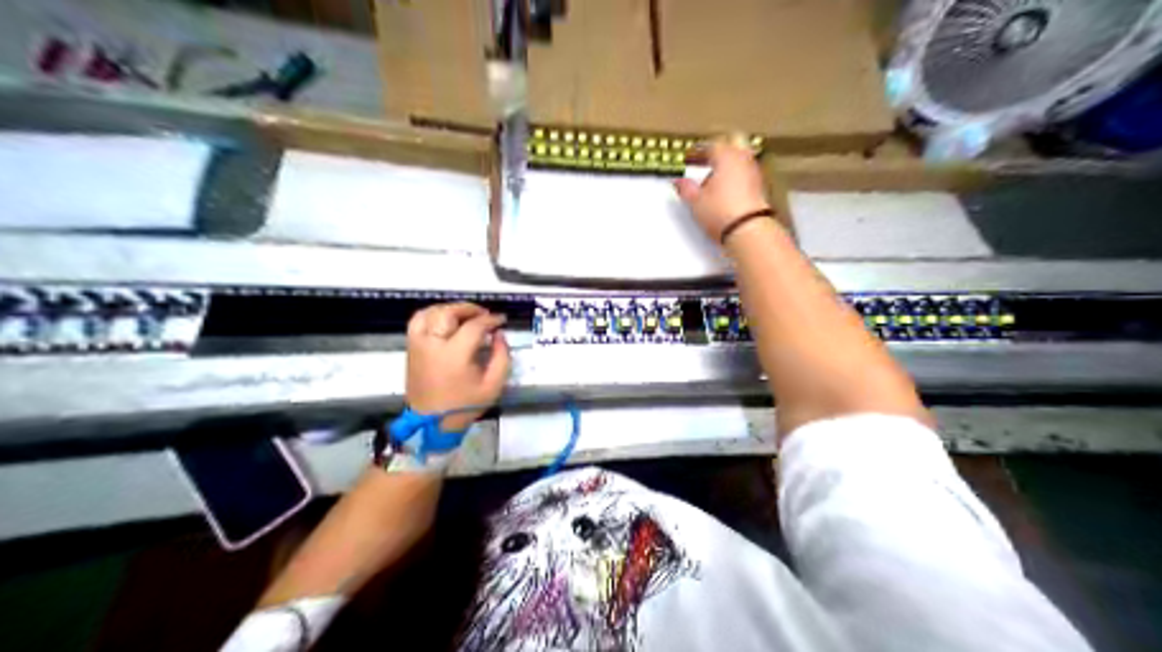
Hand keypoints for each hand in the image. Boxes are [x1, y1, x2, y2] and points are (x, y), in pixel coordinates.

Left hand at [406, 300, 509, 432]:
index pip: (474, 326)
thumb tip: (499, 335)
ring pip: (430, 313)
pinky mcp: (411, 349)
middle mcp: (433, 345)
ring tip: (465, 314)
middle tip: (484, 314)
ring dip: (450, 309)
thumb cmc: (464, 405)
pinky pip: (417, 321)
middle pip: (449, 313)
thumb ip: (502, 357)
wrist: (433, 423)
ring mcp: (418, 345)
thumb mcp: (493, 385)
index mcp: (454, 356)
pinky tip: (444, 318)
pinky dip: (430, 314)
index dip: (490, 320)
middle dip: (469, 309)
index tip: (501, 320)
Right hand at [672, 135, 769, 242]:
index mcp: (726, 155)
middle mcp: (743, 159)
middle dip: (719, 149)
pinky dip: (737, 175)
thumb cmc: (722, 212)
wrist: (748, 231)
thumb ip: (686, 188)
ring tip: (715, 176)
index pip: (711, 145)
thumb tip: (679, 182)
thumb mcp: (695, 201)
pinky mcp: (761, 188)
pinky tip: (727, 188)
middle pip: (733, 142)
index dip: (698, 151)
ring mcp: (755, 172)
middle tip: (706, 159)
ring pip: (742, 157)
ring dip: (729, 162)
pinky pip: (747, 173)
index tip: (690, 158)